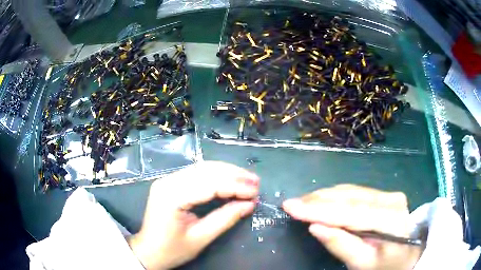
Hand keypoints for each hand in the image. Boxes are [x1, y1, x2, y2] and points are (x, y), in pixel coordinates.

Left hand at [128, 161, 258, 269]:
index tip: (255, 192)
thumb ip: (225, 219)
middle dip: (234, 175)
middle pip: (206, 170)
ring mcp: (167, 180)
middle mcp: (168, 181)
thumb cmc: (172, 250)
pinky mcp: (170, 182)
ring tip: (247, 180)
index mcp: (172, 196)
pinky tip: (230, 180)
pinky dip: (216, 176)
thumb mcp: (200, 238)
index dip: (235, 186)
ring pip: (202, 168)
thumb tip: (249, 204)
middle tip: (255, 182)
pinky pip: (197, 174)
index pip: (209, 184)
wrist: (148, 251)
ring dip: (227, 172)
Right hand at [283, 184, 421, 269]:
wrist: (407, 255)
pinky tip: (320, 200)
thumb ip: (341, 245)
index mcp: (391, 220)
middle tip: (291, 204)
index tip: (291, 207)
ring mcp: (389, 194)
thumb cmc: (386, 265)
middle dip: (317, 200)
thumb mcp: (363, 264)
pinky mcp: (384, 194)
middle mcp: (391, 200)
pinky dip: (335, 197)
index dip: (320, 209)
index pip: (352, 212)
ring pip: (350, 191)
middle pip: (350, 197)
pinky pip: (355, 192)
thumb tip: (315, 227)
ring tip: (301, 203)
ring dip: (324, 197)